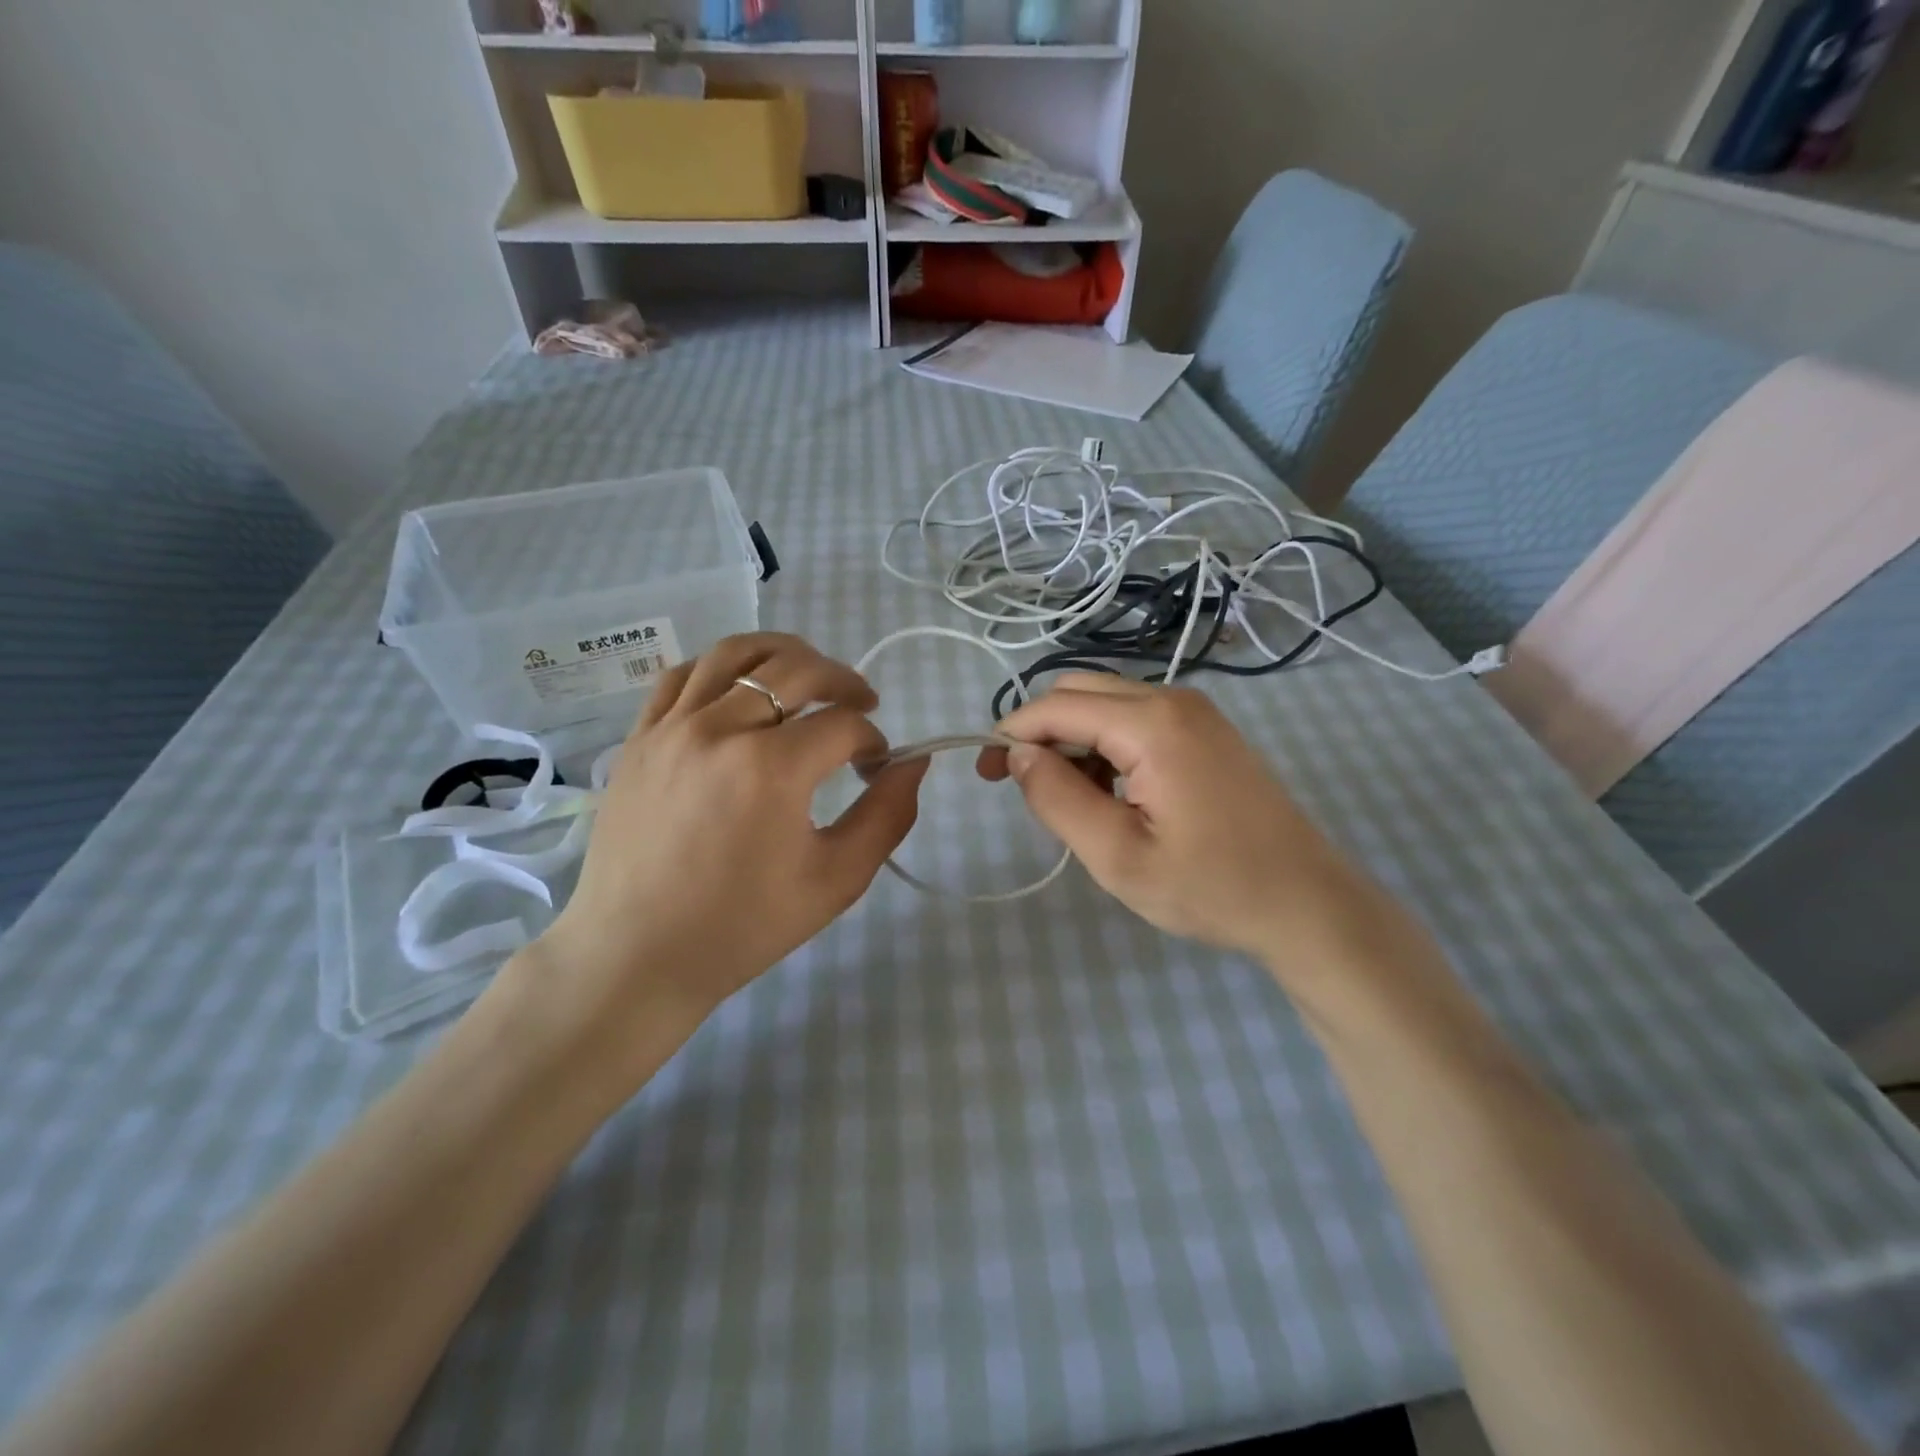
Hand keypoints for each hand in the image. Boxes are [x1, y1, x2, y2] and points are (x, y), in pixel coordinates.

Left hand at [532, 633, 925, 1032]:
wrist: (638, 955)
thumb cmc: (743, 926)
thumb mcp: (837, 879)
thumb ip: (887, 815)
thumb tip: (914, 762)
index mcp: (772, 768)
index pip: (843, 724)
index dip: (874, 739)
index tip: (877, 766)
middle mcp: (720, 729)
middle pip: (797, 669)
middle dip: (843, 681)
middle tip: (862, 704)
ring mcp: (672, 727)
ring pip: (736, 653)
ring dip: (785, 655)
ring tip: (808, 676)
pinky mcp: (640, 738)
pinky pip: (683, 675)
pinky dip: (722, 667)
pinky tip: (741, 689)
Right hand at [982, 675, 1388, 973]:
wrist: (1307, 902)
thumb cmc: (1211, 887)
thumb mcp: (1118, 855)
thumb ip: (1058, 798)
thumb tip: (1017, 755)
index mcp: (1151, 724)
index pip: (1056, 706)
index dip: (1011, 733)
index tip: (984, 774)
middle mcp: (1173, 699)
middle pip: (1079, 690)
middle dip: (1039, 731)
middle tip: (1019, 786)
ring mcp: (1195, 711)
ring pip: (1106, 702)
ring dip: (1073, 739)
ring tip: (1070, 801)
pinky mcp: (1206, 730)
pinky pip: (1136, 718)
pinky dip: (1105, 745)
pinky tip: (1111, 793)